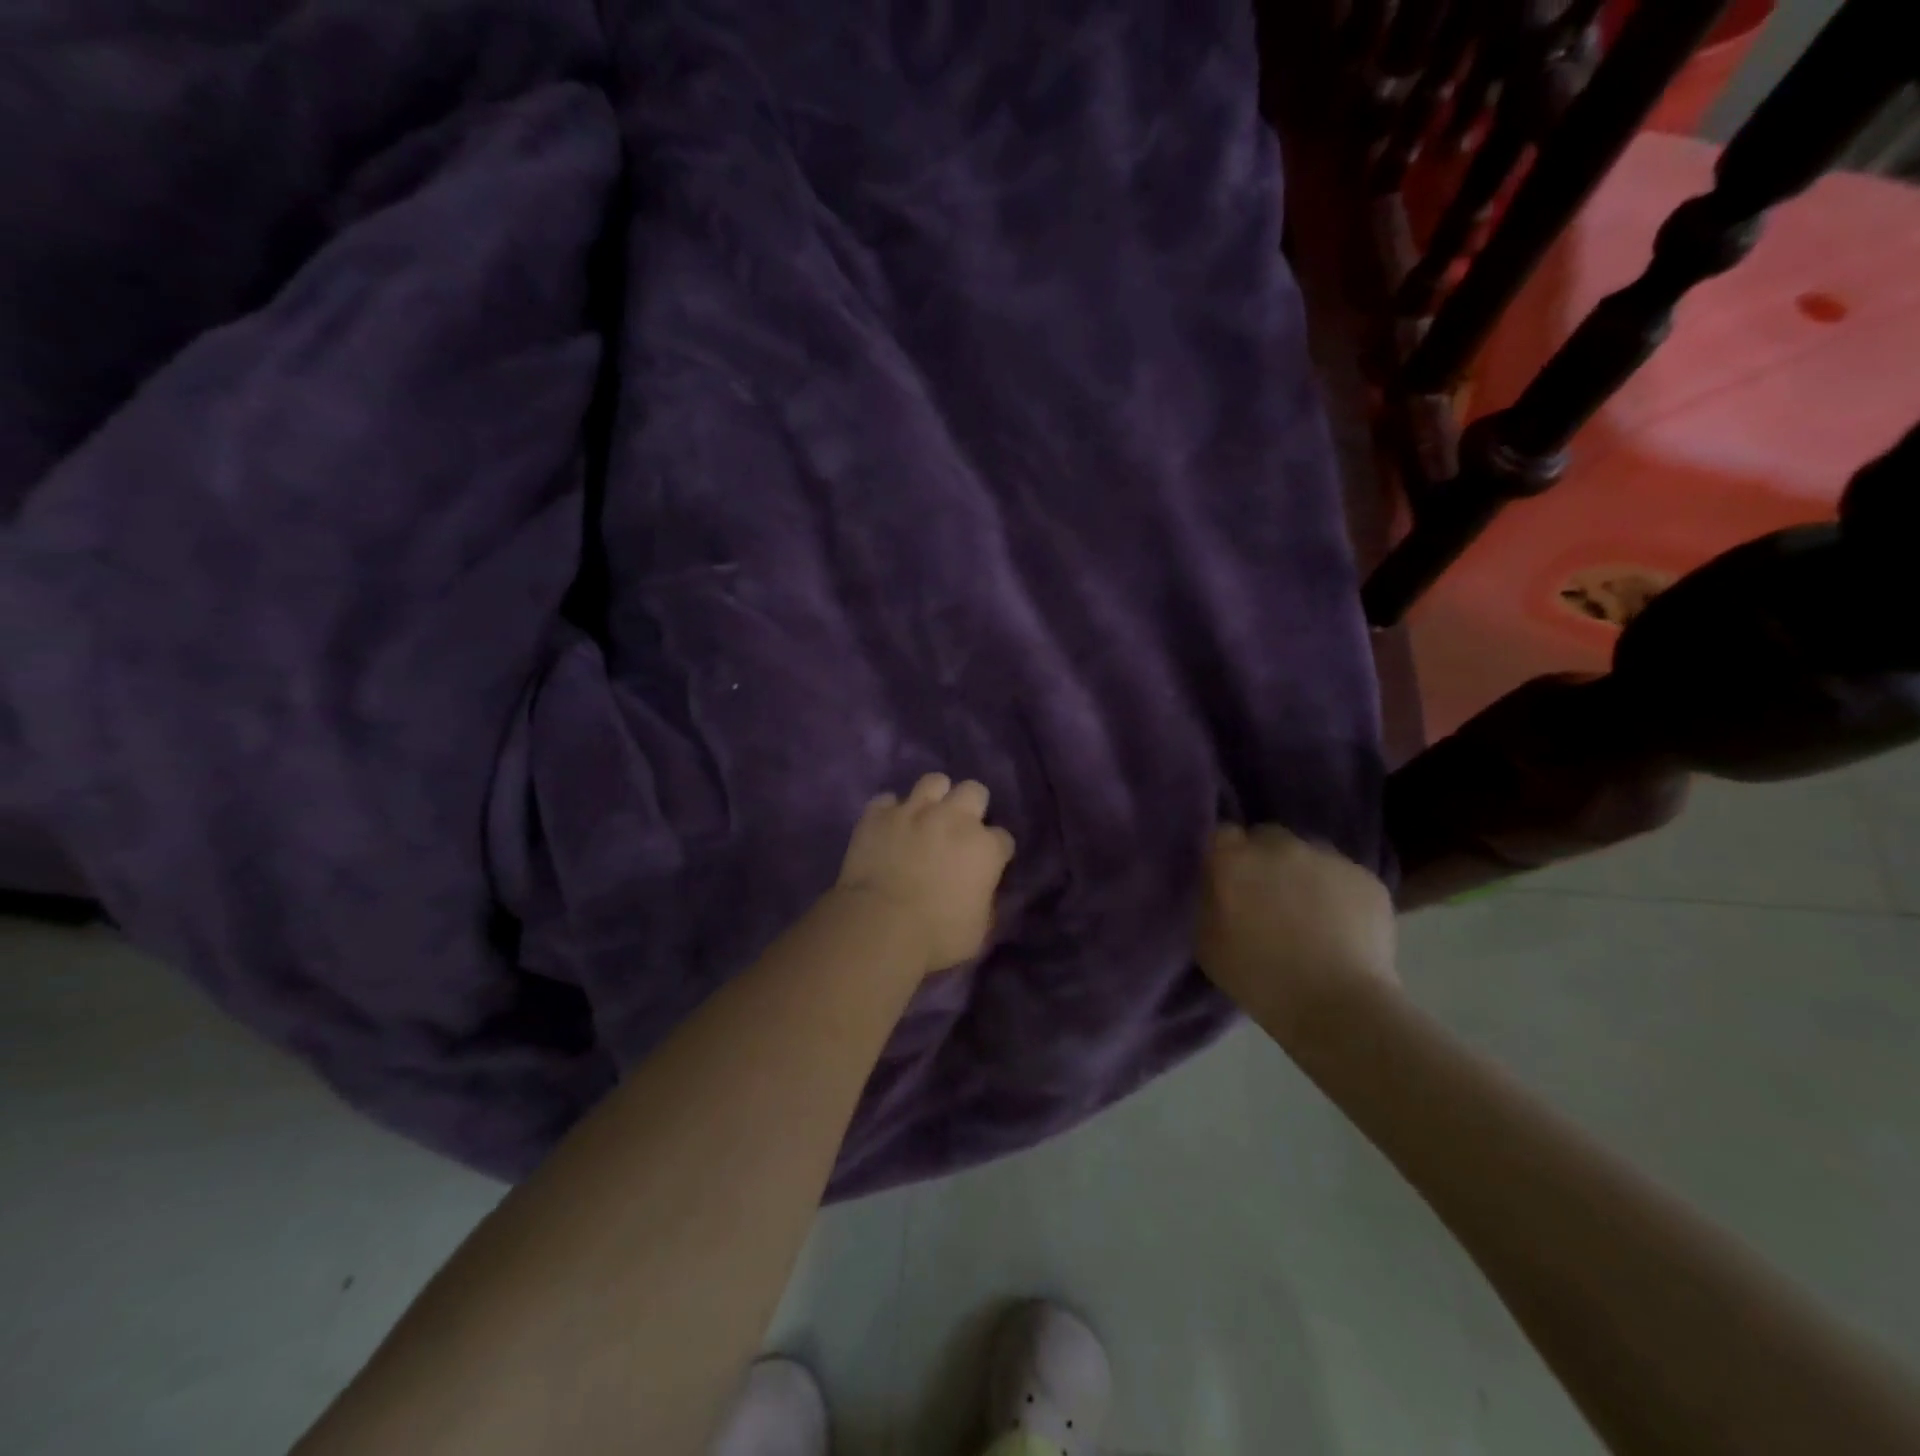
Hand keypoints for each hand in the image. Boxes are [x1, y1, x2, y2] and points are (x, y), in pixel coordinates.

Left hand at [835, 773, 1016, 975]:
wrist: (880, 925)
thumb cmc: (936, 936)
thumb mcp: (978, 930)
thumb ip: (985, 901)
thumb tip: (981, 892)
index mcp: (985, 848)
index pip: (1003, 838)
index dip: (995, 852)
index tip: (987, 865)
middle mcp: (954, 818)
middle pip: (974, 791)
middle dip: (971, 806)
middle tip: (959, 830)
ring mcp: (914, 811)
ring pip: (934, 781)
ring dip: (933, 797)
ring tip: (925, 817)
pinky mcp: (878, 814)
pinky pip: (887, 800)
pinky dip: (889, 812)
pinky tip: (888, 827)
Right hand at [1195, 823, 1397, 1039]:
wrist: (1336, 1006)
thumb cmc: (1257, 978)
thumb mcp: (1206, 940)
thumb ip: (1208, 898)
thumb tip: (1214, 883)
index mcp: (1234, 858)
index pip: (1223, 834)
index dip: (1226, 855)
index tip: (1228, 880)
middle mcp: (1279, 845)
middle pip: (1267, 838)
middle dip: (1264, 859)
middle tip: (1267, 896)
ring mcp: (1327, 858)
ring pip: (1309, 854)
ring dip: (1303, 873)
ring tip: (1309, 913)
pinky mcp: (1366, 877)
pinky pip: (1344, 876)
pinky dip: (1339, 893)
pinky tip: (1341, 926)